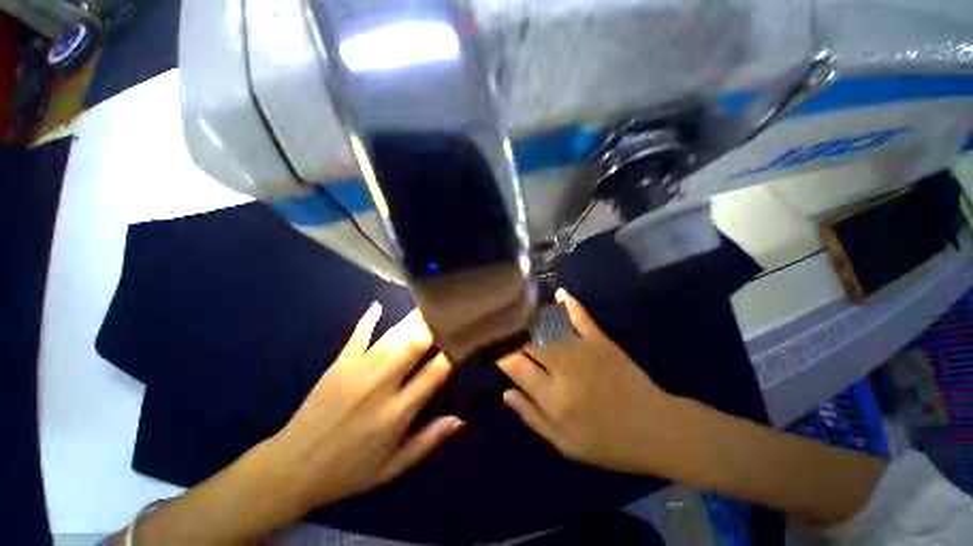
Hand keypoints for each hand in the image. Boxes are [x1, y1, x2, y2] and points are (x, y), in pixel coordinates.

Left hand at [265, 303, 462, 510]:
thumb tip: (460, 419)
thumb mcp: (393, 467)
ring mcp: (357, 371)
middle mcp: (380, 385)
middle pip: (413, 345)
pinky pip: (357, 336)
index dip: (453, 353)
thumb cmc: (349, 470)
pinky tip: (378, 304)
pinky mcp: (339, 364)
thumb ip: (428, 441)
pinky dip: (369, 319)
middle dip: (433, 326)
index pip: (434, 373)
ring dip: (412, 319)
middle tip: (448, 312)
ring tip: (429, 305)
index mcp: (396, 413)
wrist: (293, 467)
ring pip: (391, 336)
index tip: (465, 339)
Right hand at [497, 289, 672, 474]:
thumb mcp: (563, 443)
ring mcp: (583, 350)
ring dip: (531, 315)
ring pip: (549, 327)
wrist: (653, 429)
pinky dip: (570, 303)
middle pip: (528, 341)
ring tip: (517, 305)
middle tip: (499, 321)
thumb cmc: (606, 442)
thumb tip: (505, 391)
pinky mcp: (601, 341)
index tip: (489, 342)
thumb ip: (531, 415)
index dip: (499, 352)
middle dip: (510, 330)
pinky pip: (581, 317)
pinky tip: (559, 292)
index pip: (515, 365)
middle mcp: (563, 367)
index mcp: (552, 396)